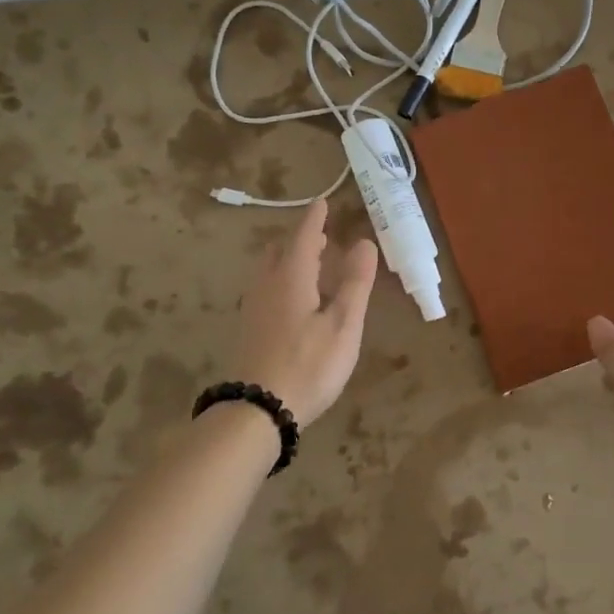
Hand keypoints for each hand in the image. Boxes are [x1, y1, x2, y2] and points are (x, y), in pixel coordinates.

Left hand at [232, 199, 378, 426]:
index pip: (303, 236)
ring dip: (291, 259)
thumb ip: (355, 283)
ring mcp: (254, 308)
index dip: (315, 218)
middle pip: (281, 250)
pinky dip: (283, 279)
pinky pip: (267, 288)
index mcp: (291, 278)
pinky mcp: (249, 329)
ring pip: (270, 270)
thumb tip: (364, 242)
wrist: (257, 410)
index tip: (323, 202)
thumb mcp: (342, 325)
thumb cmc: (308, 365)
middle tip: (322, 236)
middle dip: (302, 239)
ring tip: (312, 264)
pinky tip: (295, 299)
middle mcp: (267, 285)